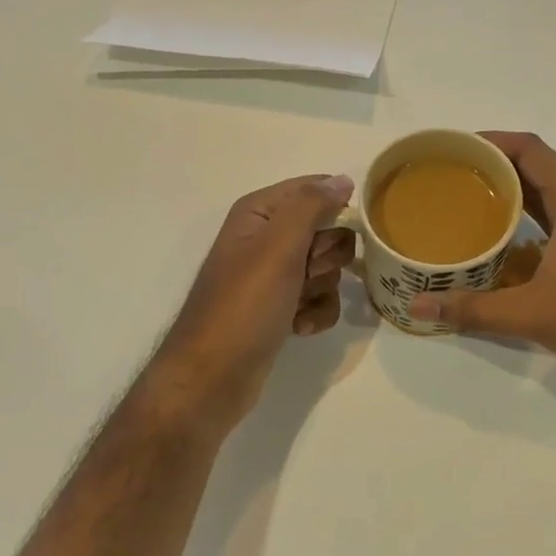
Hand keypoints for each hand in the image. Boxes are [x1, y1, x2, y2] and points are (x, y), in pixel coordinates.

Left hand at [152, 175, 356, 431]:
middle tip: (307, 271)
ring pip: (327, 266)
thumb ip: (312, 206)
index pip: (313, 188)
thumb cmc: (245, 304)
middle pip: (326, 229)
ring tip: (298, 304)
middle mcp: (266, 237)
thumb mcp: (279, 246)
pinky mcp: (281, 307)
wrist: (213, 376)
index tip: (337, 233)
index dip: (334, 208)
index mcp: (259, 212)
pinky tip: (299, 327)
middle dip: (327, 255)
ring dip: (322, 287)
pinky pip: (319, 297)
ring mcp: (273, 275)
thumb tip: (342, 179)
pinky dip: (316, 312)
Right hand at [407, 132, 555, 395]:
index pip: (528, 148)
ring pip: (548, 193)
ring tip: (464, 203)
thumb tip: (418, 310)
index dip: (488, 141)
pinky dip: (528, 218)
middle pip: (535, 166)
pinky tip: (502, 241)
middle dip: (491, 166)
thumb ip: (473, 310)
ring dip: (509, 192)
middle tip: (446, 178)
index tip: (450, 149)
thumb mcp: (534, 316)